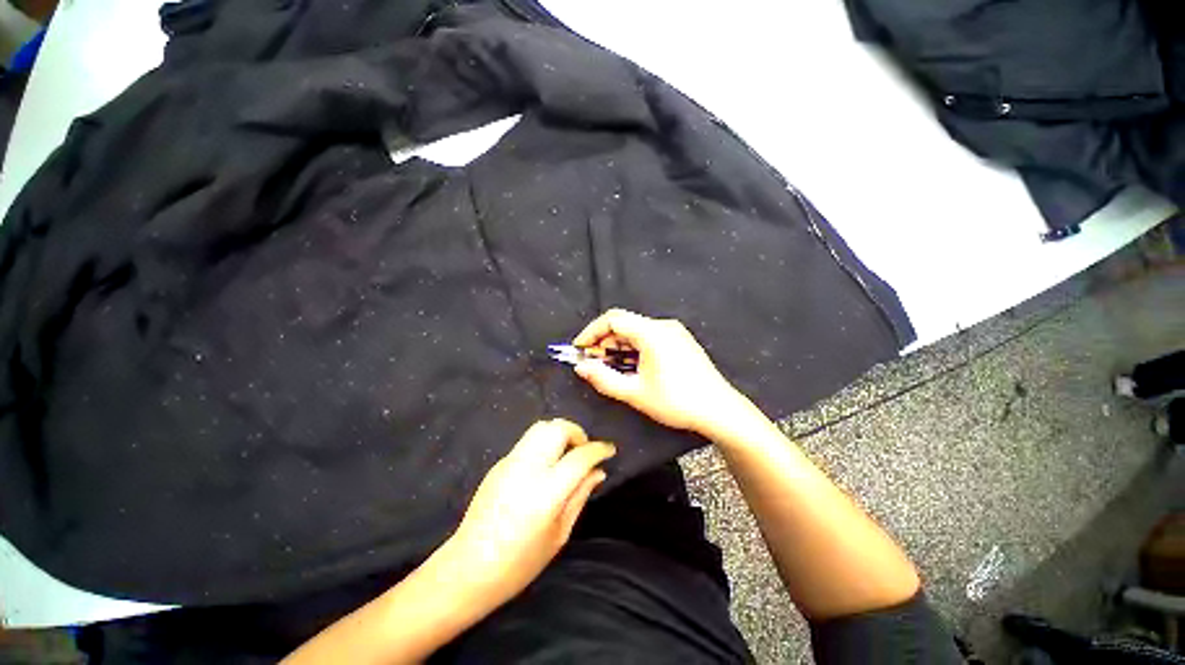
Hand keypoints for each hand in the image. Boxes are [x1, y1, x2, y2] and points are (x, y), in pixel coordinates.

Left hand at [439, 419, 613, 608]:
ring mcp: (510, 462)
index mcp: (546, 491)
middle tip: (583, 450)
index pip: (580, 456)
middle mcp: (528, 468)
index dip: (599, 449)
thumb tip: (598, 471)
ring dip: (559, 433)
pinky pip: (528, 441)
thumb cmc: (520, 563)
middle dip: (577, 432)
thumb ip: (580, 496)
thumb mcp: (559, 534)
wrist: (469, 568)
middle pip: (557, 428)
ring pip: (541, 427)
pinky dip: (544, 443)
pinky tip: (545, 465)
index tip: (609, 449)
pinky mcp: (499, 463)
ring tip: (565, 454)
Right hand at [572, 309, 749, 437]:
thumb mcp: (634, 393)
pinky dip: (634, 348)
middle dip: (604, 341)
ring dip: (618, 346)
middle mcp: (663, 325)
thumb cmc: (676, 402)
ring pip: (636, 331)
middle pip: (624, 324)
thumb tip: (581, 367)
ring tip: (610, 367)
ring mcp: (674, 331)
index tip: (579, 349)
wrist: (719, 410)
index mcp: (652, 332)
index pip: (612, 319)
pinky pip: (649, 337)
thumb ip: (603, 378)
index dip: (591, 332)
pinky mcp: (680, 340)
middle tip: (593, 363)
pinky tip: (631, 366)